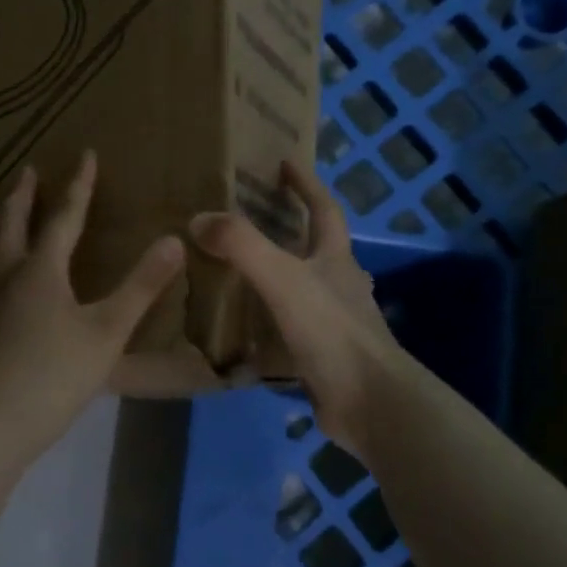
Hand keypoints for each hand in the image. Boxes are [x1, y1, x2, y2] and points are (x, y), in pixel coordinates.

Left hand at [0, 151, 183, 464]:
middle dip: (22, 195)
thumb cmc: (55, 374)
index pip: (64, 217)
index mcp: (40, 270)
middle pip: (11, 224)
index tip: (85, 155)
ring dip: (0, 223)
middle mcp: (8, 276)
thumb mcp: (108, 331)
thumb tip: (174, 240)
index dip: (78, 185)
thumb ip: (141, 286)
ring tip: (4, 213)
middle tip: (27, 171)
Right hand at [189, 160, 399, 452]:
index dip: (306, 184)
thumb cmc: (332, 331)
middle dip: (288, 233)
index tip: (285, 164)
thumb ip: (242, 246)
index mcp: (336, 259)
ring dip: (274, 282)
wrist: (368, 402)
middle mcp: (340, 286)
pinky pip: (290, 333)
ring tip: (233, 278)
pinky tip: (240, 335)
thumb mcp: (283, 279)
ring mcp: (335, 324)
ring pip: (301, 292)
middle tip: (247, 223)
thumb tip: (198, 220)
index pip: (324, 209)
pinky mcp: (324, 358)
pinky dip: (267, 328)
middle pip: (315, 250)